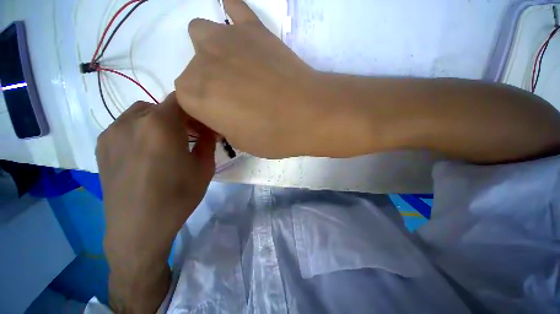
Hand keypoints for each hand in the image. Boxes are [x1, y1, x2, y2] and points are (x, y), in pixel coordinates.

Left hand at [96, 94, 214, 312]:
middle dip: (179, 116)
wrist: (138, 228)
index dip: (194, 108)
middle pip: (161, 105)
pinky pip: (125, 126)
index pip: (180, 99)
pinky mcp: (101, 145)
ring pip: (142, 113)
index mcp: (160, 125)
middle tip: (190, 135)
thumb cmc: (178, 196)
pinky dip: (141, 130)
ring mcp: (111, 132)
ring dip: (159, 122)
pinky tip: (147, 152)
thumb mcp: (204, 167)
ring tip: (167, 144)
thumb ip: (208, 141)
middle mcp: (132, 121)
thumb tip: (210, 128)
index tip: (203, 123)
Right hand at [176, 0, 346, 157]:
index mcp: (193, 96)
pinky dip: (235, 16)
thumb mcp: (239, 142)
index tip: (219, 118)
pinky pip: (235, 7)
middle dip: (210, 86)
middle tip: (235, 99)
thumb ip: (222, 124)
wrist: (307, 116)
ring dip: (213, 51)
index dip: (203, 112)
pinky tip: (242, 30)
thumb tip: (221, 113)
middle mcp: (199, 62)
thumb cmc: (272, 136)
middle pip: (194, 70)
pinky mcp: (254, 28)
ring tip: (236, 68)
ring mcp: (226, 39)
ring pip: (202, 33)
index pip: (185, 101)